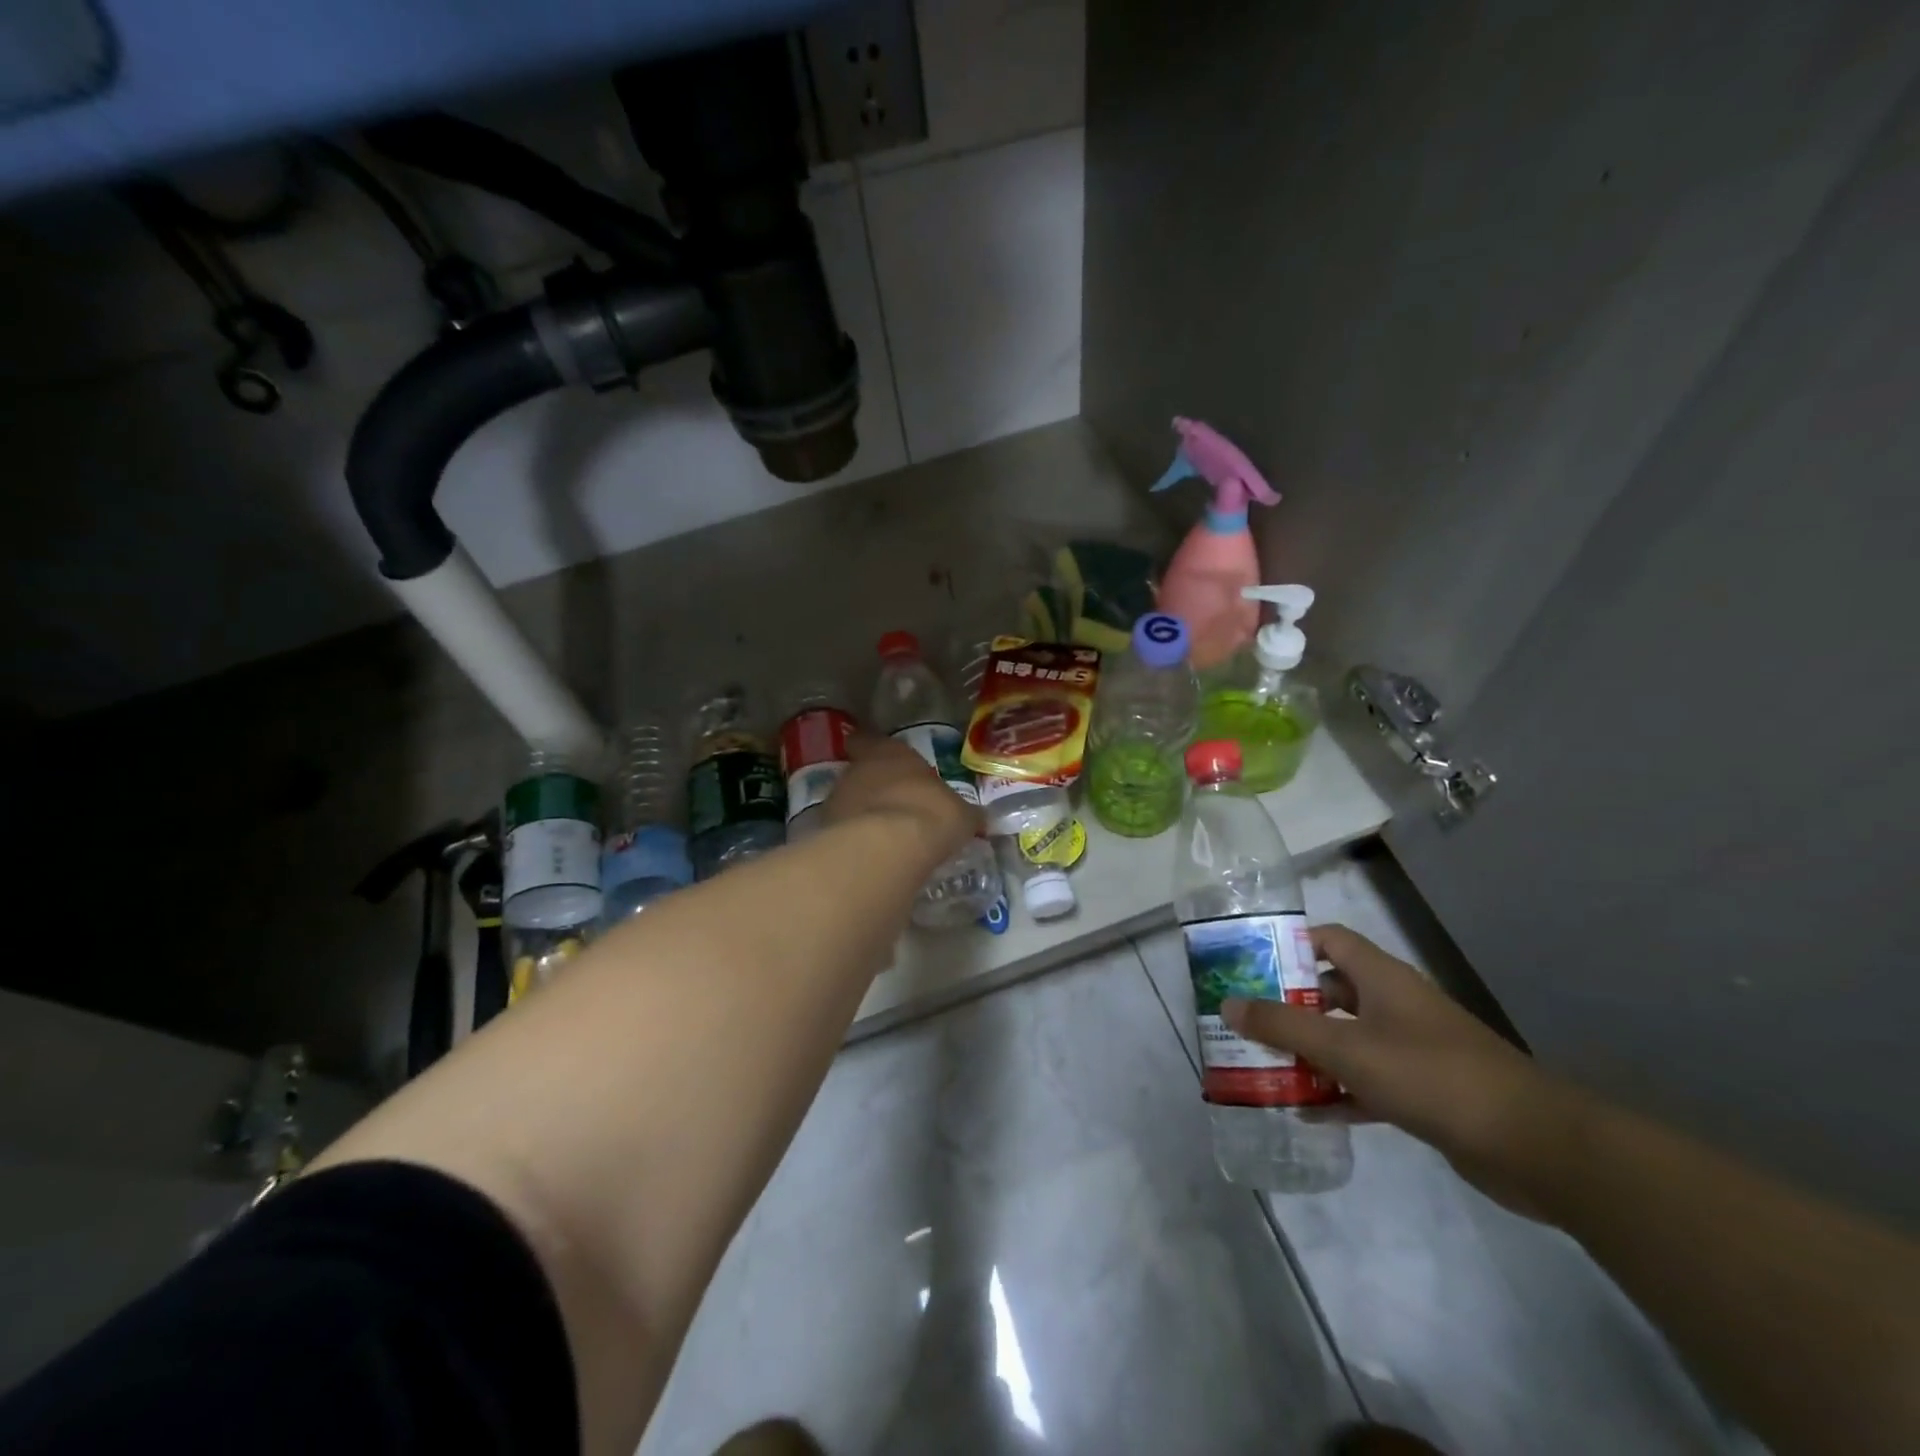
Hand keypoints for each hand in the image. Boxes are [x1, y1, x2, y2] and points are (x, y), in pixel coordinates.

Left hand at [823, 732, 980, 862]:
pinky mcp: (826, 832)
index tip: (878, 757)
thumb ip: (962, 813)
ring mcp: (836, 800)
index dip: (872, 748)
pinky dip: (854, 841)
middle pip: (859, 773)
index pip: (869, 740)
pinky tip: (872, 855)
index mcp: (889, 752)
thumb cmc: (930, 813)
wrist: (888, 848)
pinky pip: (843, 833)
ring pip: (848, 803)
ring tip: (883, 836)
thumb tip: (976, 817)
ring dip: (862, 815)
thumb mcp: (960, 814)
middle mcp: (857, 769)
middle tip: (893, 805)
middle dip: (873, 788)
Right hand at [1222, 925, 1582, 1212]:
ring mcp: (1411, 1048)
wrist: (1534, 1146)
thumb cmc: (1431, 1076)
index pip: (1327, 940)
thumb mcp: (1347, 1048)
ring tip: (1263, 1064)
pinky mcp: (1423, 1090)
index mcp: (1381, 978)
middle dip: (1287, 1005)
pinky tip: (1306, 1112)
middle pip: (1330, 991)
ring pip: (1346, 1038)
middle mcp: (1394, 1004)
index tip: (1248, 964)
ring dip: (1309, 1052)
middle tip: (1245, 1020)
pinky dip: (1337, 1092)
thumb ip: (1284, 1026)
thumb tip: (1228, 1004)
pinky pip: (1366, 1081)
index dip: (1288, 945)